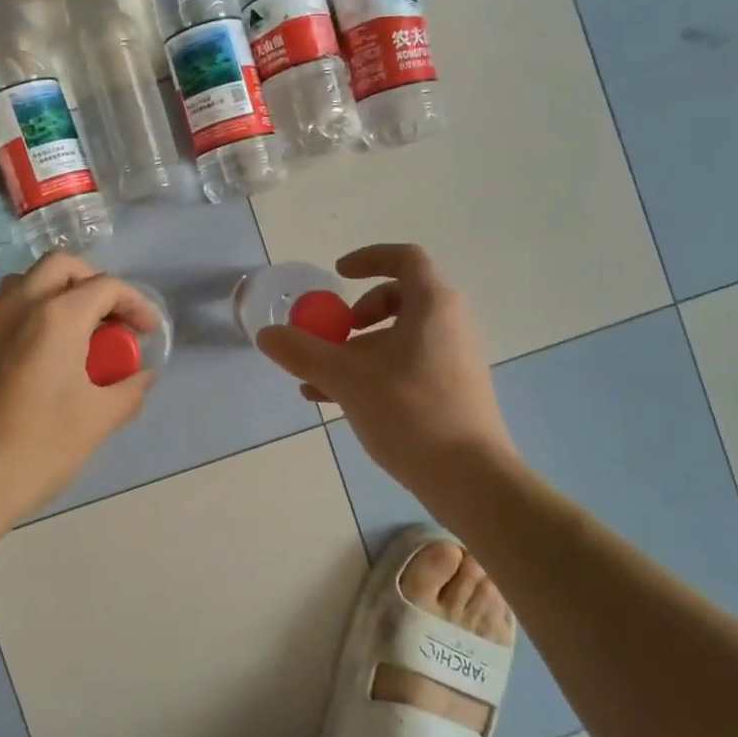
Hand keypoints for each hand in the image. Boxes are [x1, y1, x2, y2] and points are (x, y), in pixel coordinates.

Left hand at [0, 251, 159, 525]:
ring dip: (62, 290)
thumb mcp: (98, 420)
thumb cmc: (38, 449)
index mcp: (55, 318)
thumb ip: (130, 389)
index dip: (135, 304)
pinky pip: (12, 304)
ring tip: (84, 329)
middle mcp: (21, 307)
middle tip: (114, 321)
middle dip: (96, 283)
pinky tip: (53, 350)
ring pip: (31, 279)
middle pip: (63, 266)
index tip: (148, 333)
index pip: (105, 286)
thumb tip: (144, 374)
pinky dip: (38, 307)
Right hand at [255, 244, 517, 502]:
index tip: (337, 275)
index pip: (405, 258)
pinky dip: (373, 372)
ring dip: (358, 350)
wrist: (470, 478)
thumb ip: (303, 353)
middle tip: (335, 333)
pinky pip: (407, 366)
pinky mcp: (452, 391)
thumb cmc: (410, 412)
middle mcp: (449, 325)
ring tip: (320, 380)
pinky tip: (337, 402)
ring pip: (400, 338)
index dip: (368, 259)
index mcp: (433, 305)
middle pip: (400, 299)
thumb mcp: (346, 378)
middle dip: (358, 314)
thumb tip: (267, 335)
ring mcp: (454, 360)